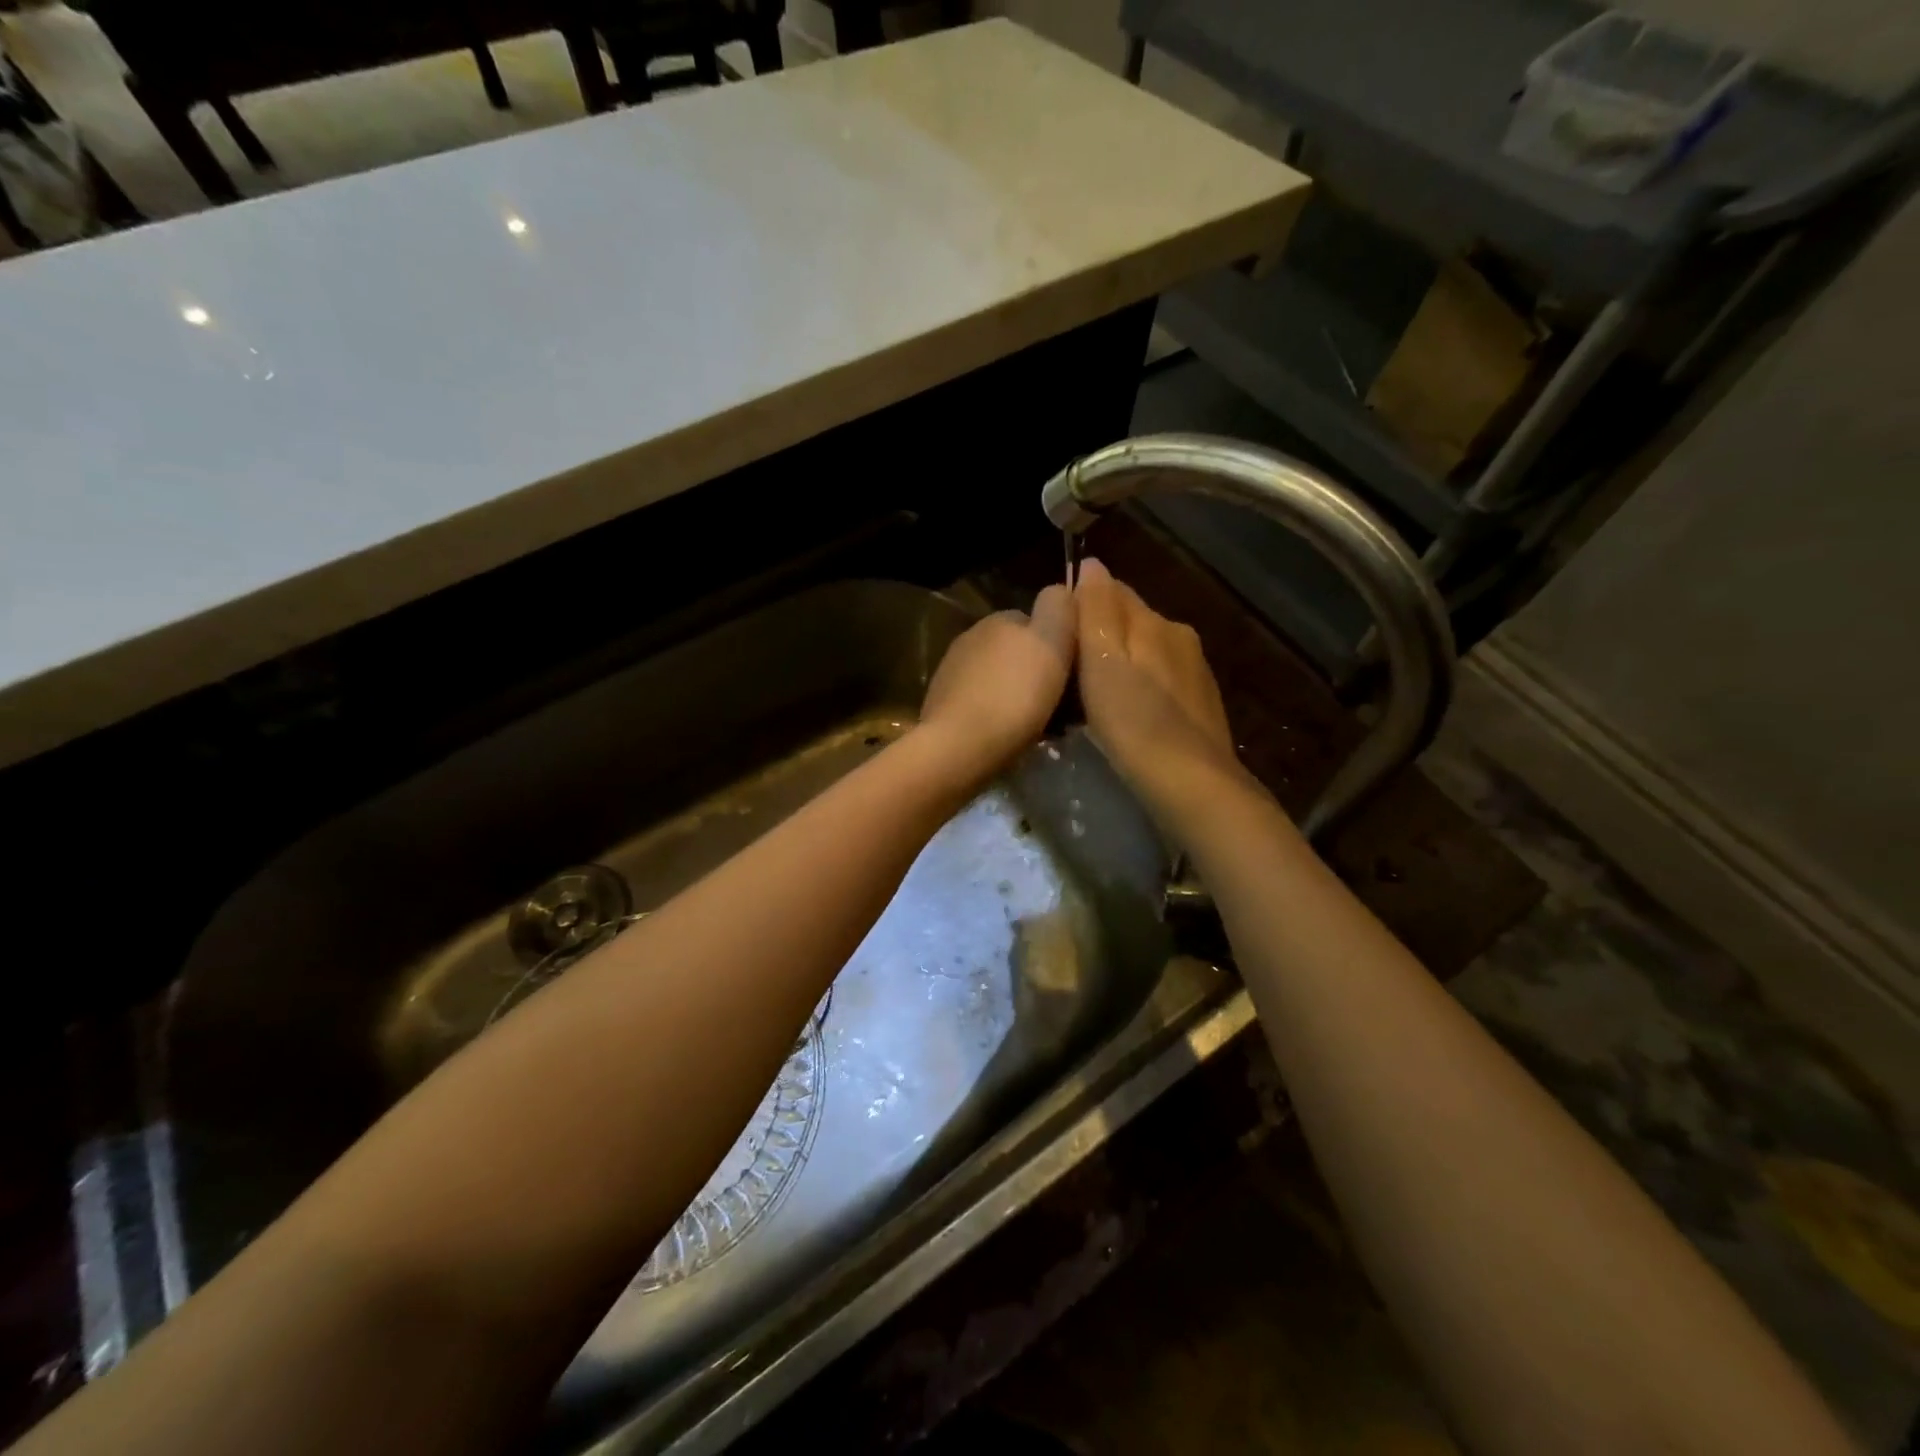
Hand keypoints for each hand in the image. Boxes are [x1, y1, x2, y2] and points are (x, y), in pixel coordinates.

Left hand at [916, 584, 1074, 787]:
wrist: (960, 747)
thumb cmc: (1014, 695)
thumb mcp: (1050, 642)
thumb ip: (1059, 608)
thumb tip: (1061, 590)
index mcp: (998, 619)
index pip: (1039, 621)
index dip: (1062, 645)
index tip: (1077, 675)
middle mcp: (971, 638)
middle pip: (1020, 653)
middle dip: (1041, 673)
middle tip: (1064, 707)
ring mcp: (953, 673)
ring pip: (1003, 680)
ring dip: (1022, 696)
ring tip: (1042, 726)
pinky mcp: (944, 706)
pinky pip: (985, 705)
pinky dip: (1001, 716)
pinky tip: (1012, 737)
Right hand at [1074, 558, 1245, 825]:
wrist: (1191, 783)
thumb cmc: (1134, 722)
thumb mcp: (1102, 661)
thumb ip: (1096, 610)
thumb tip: (1092, 564)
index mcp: (1155, 622)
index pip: (1112, 590)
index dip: (1081, 605)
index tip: (1055, 633)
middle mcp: (1179, 637)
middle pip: (1131, 622)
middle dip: (1101, 636)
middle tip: (1069, 669)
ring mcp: (1194, 672)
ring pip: (1146, 653)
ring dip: (1121, 664)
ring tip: (1093, 696)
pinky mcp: (1199, 705)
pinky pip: (1159, 681)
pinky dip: (1139, 688)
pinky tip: (1127, 715)